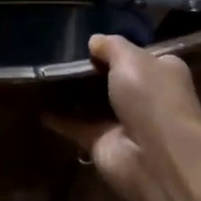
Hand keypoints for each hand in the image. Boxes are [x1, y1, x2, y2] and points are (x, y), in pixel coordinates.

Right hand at [46, 34, 200, 200]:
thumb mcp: (132, 58)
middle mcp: (146, 98)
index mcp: (162, 73)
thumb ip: (111, 46)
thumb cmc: (153, 99)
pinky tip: (38, 106)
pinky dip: (59, 119)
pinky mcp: (102, 144)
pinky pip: (76, 127)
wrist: (158, 159)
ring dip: (73, 95)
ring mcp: (123, 123)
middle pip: (114, 80)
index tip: (90, 42)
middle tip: (59, 56)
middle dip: (91, 71)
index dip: (116, 49)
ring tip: (44, 75)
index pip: (139, 56)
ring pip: (94, 104)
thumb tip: (94, 41)